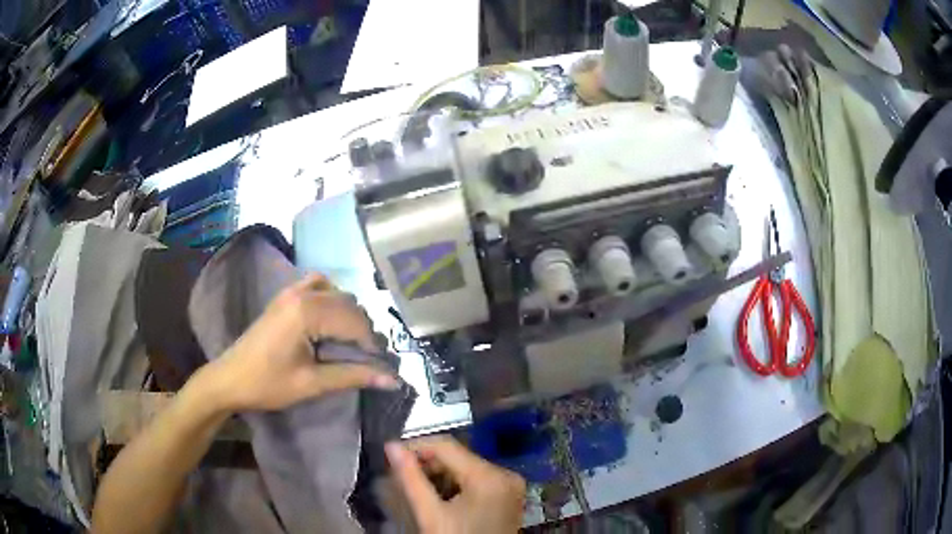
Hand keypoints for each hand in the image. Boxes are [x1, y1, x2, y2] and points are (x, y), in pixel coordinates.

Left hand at [207, 273, 399, 411]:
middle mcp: (302, 293)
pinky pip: (316, 285)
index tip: (380, 367)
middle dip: (363, 330)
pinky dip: (330, 298)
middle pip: (349, 304)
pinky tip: (330, 319)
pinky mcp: (284, 296)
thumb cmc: (268, 384)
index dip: (372, 344)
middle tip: (368, 358)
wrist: (229, 379)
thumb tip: (393, 380)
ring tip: (350, 342)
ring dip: (349, 314)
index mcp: (307, 312)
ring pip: (336, 293)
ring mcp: (291, 291)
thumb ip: (353, 376)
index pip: (355, 321)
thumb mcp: (312, 383)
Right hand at [386, 436, 525, 533]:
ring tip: (418, 486)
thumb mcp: (431, 514)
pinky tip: (440, 496)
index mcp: (489, 476)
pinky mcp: (509, 495)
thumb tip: (391, 447)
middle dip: (428, 463)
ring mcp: (511, 485)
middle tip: (403, 475)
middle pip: (458, 457)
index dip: (416, 447)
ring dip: (441, 474)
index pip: (447, 446)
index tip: (392, 455)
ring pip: (467, 467)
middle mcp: (506, 474)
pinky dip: (457, 484)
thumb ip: (411, 479)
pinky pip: (479, 480)